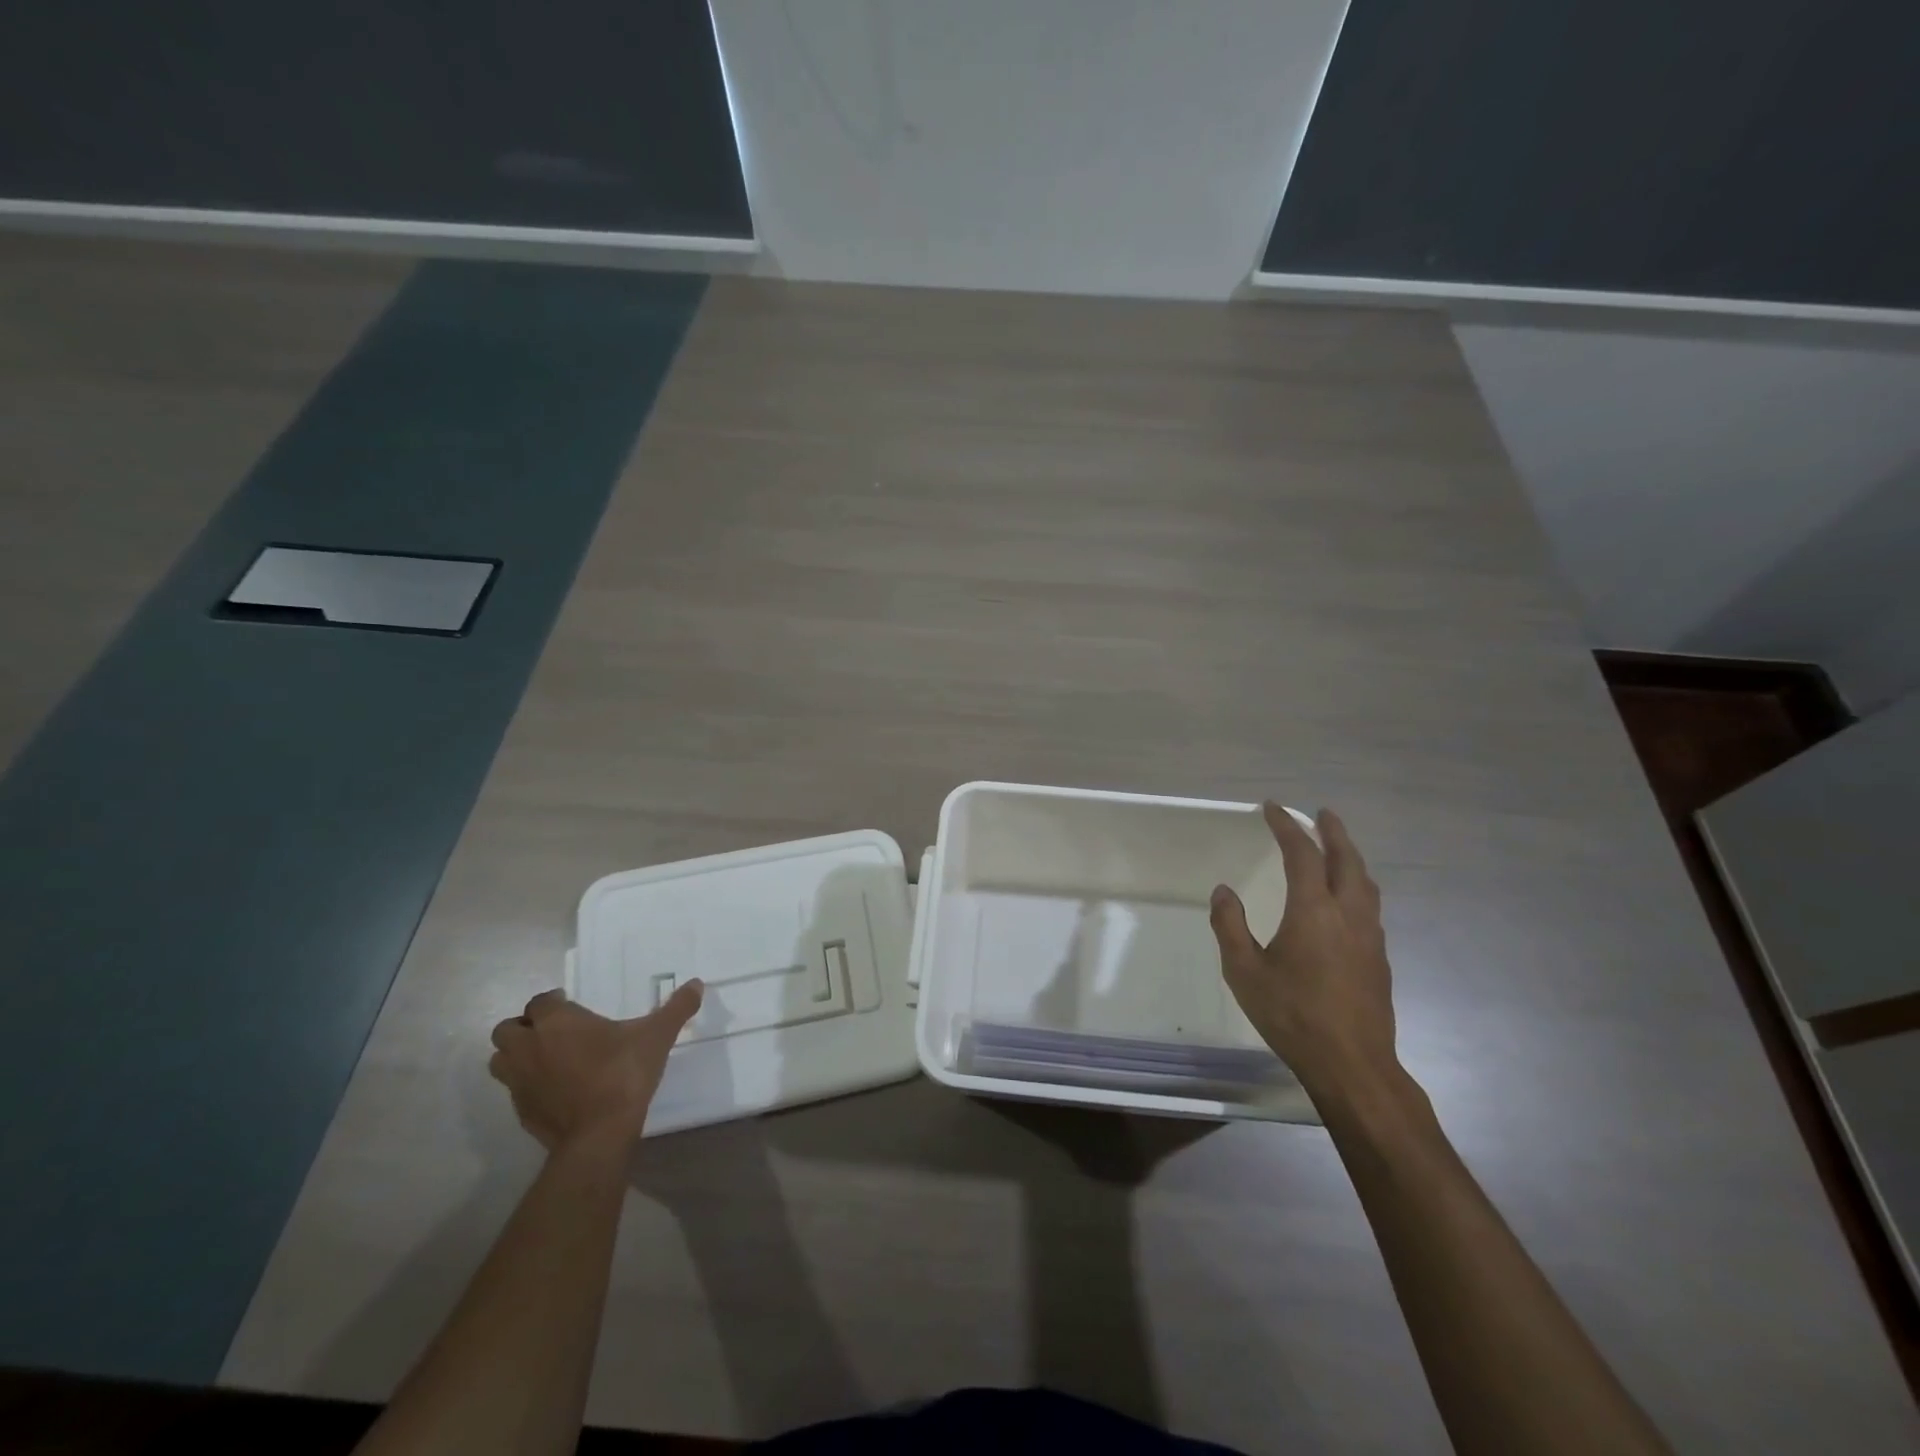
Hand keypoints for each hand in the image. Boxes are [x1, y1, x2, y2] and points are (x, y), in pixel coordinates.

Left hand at [489, 982, 702, 1151]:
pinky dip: (528, 1085)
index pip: (539, 1001)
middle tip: (554, 1032)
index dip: (553, 1002)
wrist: (598, 1134)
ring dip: (516, 1056)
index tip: (572, 1006)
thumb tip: (697, 984)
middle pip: (507, 1029)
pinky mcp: (520, 1111)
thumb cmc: (623, 1074)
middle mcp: (529, 1047)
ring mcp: (519, 1082)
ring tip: (546, 1058)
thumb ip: (676, 1008)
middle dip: (524, 1027)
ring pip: (501, 1060)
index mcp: (557, 1022)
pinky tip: (555, 1089)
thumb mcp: (656, 1036)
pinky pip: (514, 1090)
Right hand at [1209, 805, 1399, 1103]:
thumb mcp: (1244, 971)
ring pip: (1365, 882)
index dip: (1287, 826)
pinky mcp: (1379, 958)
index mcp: (1313, 911)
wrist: (1352, 1064)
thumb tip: (1224, 891)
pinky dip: (1357, 884)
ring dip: (1350, 857)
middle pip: (1346, 860)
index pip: (1302, 854)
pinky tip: (1347, 898)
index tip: (1272, 809)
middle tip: (1321, 814)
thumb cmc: (1292, 1015)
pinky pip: (1370, 905)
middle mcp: (1348, 914)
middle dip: (1333, 832)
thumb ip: (1230, 926)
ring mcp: (1369, 937)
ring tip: (1338, 848)